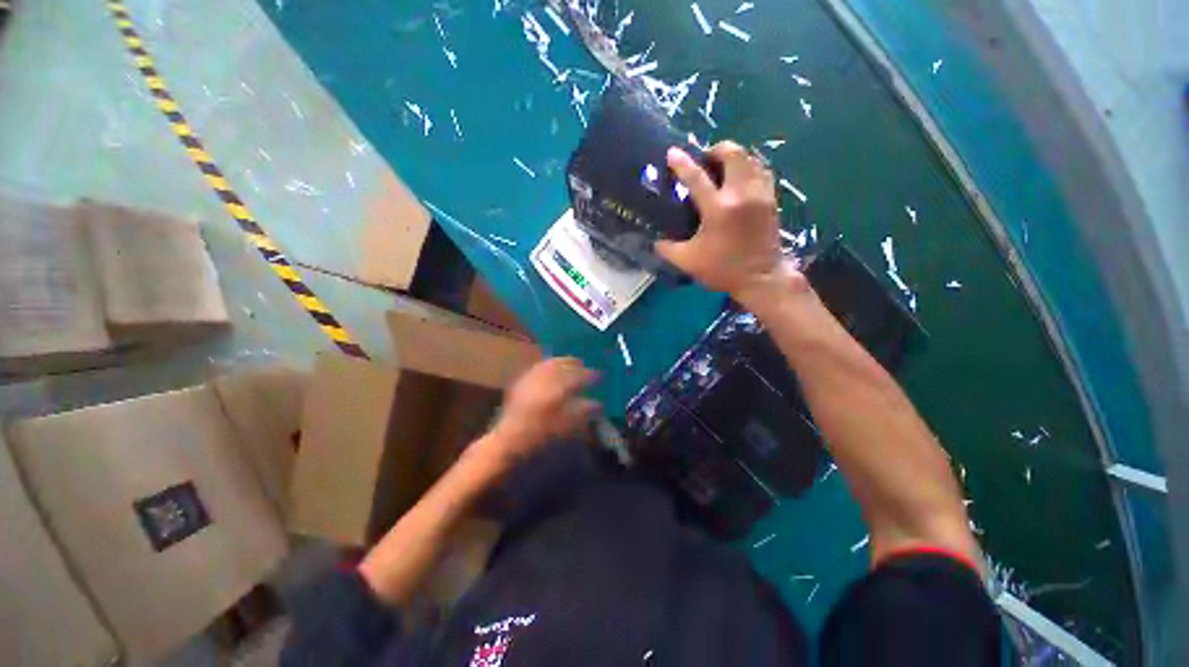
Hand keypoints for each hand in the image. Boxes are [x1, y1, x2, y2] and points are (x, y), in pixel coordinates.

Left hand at [479, 358, 600, 467]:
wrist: (510, 439)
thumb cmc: (541, 434)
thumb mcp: (567, 425)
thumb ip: (583, 411)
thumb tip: (597, 403)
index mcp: (558, 388)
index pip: (579, 375)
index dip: (591, 375)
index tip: (599, 375)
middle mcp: (545, 377)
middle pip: (564, 364)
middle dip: (576, 364)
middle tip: (585, 366)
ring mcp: (532, 377)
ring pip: (551, 362)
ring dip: (562, 362)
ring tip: (570, 364)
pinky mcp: (522, 380)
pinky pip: (538, 366)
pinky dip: (548, 365)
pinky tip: (551, 369)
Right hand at [657, 142, 808, 307]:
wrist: (761, 278)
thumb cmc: (723, 270)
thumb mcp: (688, 262)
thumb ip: (668, 249)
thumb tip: (655, 241)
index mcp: (718, 209)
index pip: (696, 177)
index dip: (682, 163)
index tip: (672, 152)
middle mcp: (741, 194)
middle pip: (732, 154)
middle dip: (716, 150)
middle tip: (705, 160)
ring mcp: (760, 194)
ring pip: (750, 158)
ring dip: (734, 157)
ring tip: (722, 167)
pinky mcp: (771, 199)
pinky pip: (762, 170)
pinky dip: (749, 167)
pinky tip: (740, 178)